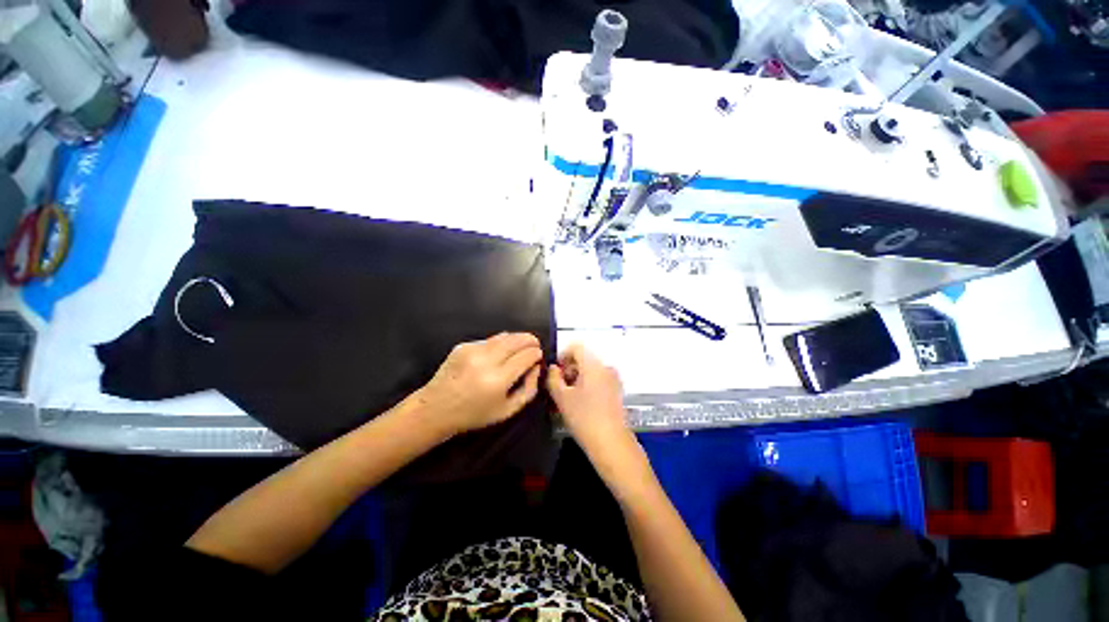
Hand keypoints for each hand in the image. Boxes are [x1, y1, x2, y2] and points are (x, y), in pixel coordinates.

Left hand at [414, 332, 542, 435]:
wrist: (436, 408)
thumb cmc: (475, 414)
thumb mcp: (508, 410)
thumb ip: (528, 389)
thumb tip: (536, 366)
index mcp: (497, 380)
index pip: (526, 356)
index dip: (536, 353)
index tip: (539, 355)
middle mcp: (485, 361)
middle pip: (516, 340)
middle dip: (530, 340)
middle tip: (535, 343)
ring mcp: (472, 350)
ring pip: (504, 336)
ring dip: (516, 338)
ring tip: (521, 345)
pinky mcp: (464, 345)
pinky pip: (489, 339)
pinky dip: (499, 343)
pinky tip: (499, 352)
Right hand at [547, 344, 635, 456]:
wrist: (611, 443)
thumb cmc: (584, 418)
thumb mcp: (561, 397)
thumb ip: (553, 378)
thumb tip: (553, 368)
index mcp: (593, 365)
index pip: (576, 347)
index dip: (562, 356)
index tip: (554, 373)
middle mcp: (606, 367)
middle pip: (584, 358)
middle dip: (569, 369)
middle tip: (559, 386)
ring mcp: (613, 379)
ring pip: (591, 370)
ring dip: (577, 377)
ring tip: (568, 396)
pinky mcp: (617, 390)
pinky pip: (599, 379)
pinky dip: (587, 384)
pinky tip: (581, 402)